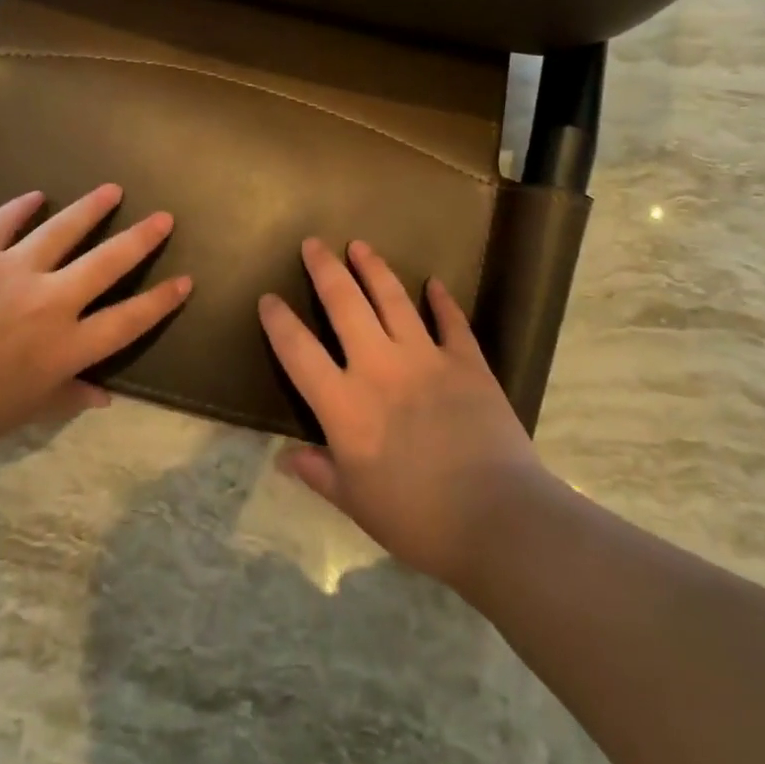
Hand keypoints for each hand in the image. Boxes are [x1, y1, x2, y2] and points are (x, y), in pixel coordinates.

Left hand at [0, 184, 188, 454]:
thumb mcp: (15, 415)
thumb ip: (63, 398)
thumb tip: (103, 395)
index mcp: (63, 347)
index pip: (127, 321)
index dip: (160, 301)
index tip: (185, 281)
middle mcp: (49, 301)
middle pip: (108, 263)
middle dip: (141, 239)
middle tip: (163, 218)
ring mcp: (12, 270)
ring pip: (63, 230)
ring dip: (91, 209)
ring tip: (113, 190)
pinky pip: (4, 221)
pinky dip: (22, 207)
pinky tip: (35, 195)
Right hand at [259, 238, 546, 586]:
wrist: (496, 519)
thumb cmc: (417, 520)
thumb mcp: (356, 504)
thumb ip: (319, 473)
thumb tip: (285, 457)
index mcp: (344, 405)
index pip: (299, 352)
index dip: (279, 322)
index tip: (267, 298)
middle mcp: (379, 368)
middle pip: (345, 305)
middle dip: (325, 270)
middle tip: (313, 243)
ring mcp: (426, 358)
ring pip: (393, 299)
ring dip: (374, 268)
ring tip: (360, 245)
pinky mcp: (467, 362)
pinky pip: (451, 321)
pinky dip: (442, 300)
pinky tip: (434, 283)